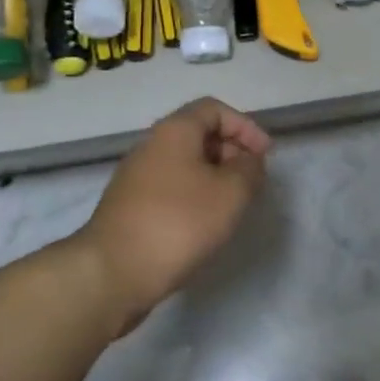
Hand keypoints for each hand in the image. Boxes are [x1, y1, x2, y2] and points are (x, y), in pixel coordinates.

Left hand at [77, 98, 270, 333]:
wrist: (114, 272)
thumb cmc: (178, 223)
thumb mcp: (231, 193)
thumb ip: (249, 169)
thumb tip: (249, 160)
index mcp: (174, 130)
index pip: (214, 109)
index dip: (245, 126)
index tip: (265, 155)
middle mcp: (151, 145)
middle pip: (198, 133)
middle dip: (231, 151)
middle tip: (252, 180)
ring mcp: (136, 177)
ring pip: (184, 163)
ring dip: (214, 176)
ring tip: (233, 204)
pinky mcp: (130, 206)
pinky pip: (170, 187)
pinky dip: (194, 195)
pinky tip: (204, 224)